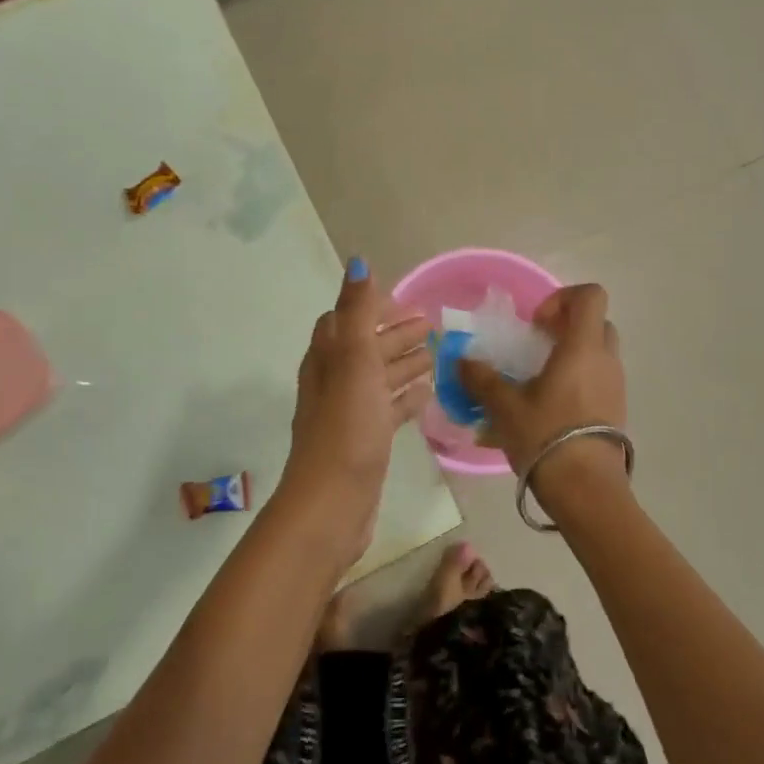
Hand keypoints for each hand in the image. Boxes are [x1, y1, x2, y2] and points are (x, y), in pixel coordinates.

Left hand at [275, 259, 431, 566]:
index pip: (346, 319)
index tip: (408, 304)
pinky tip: (427, 393)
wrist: (333, 502)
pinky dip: (406, 396)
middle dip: (395, 333)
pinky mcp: (365, 440)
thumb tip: (357, 262)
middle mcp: (334, 381)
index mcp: (327, 358)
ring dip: (403, 362)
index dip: (373, 308)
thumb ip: (359, 311)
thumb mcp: (354, 360)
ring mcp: (349, 413)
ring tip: (436, 355)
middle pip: (366, 347)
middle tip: (432, 326)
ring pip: (378, 377)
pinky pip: (387, 408)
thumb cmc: (346, 426)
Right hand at [458, 283, 630, 507]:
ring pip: (597, 354)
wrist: (587, 490)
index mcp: (583, 347)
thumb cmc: (546, 436)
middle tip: (535, 348)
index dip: (562, 298)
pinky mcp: (616, 411)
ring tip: (536, 382)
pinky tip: (547, 408)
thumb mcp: (504, 406)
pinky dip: (576, 382)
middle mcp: (606, 360)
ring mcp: (616, 386)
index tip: (536, 324)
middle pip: (595, 323)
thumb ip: (481, 378)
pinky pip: (598, 380)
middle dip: (565, 327)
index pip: (590, 296)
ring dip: (569, 357)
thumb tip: (461, 361)